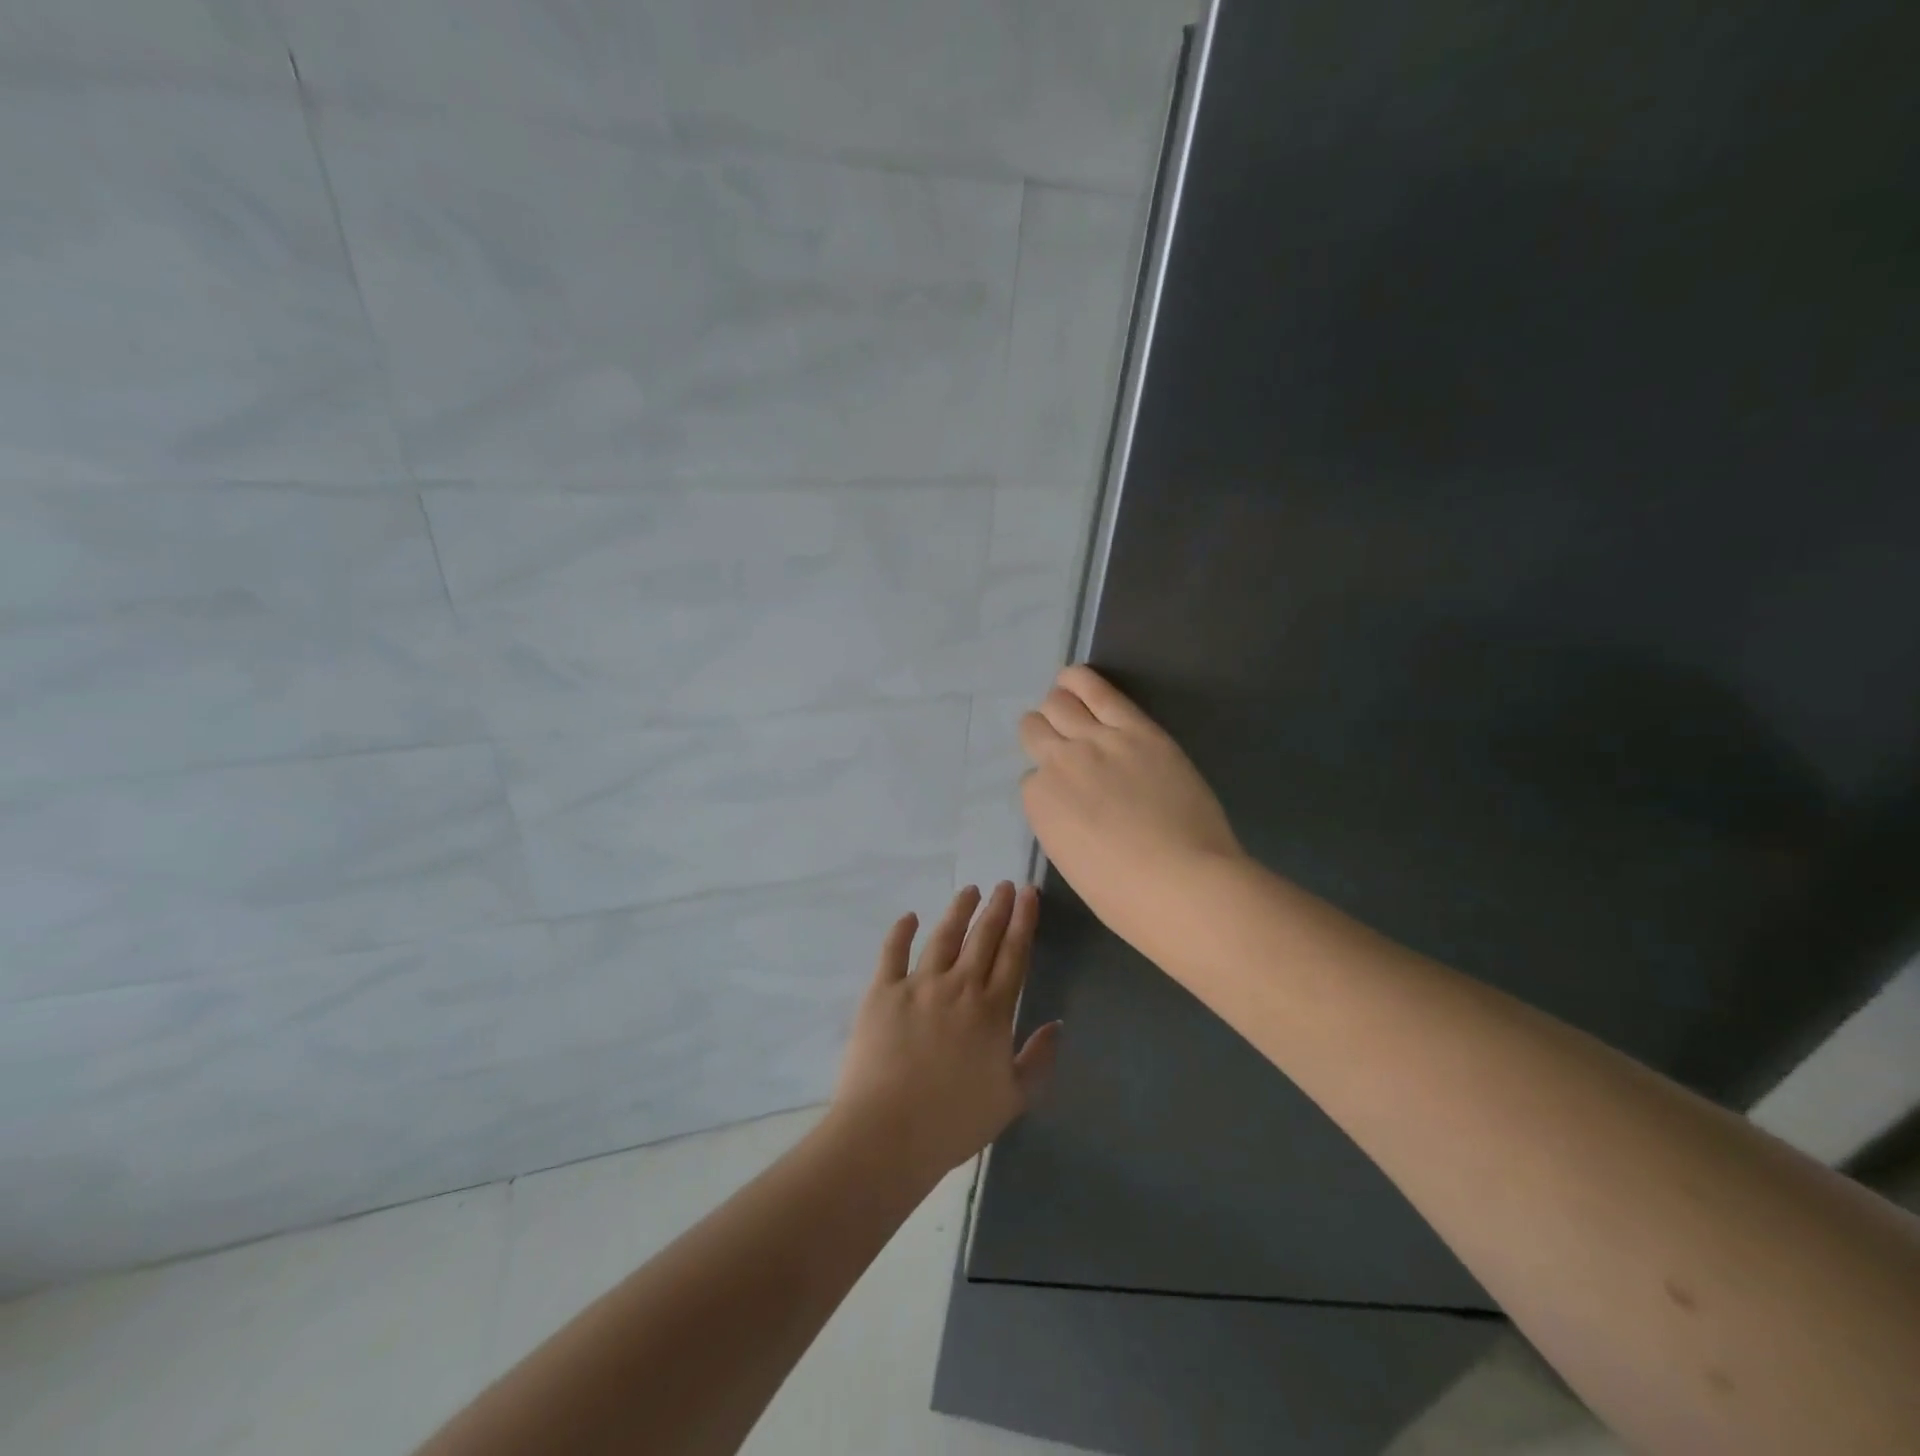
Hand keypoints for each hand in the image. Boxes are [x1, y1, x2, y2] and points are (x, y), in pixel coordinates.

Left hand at [830, 883, 1059, 1180]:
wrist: (888, 1133)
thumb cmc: (954, 1122)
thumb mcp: (1012, 1099)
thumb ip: (1038, 1059)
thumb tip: (1058, 1024)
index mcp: (992, 1011)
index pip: (1013, 955)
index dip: (1023, 922)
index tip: (1028, 893)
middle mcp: (959, 987)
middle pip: (982, 938)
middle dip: (996, 908)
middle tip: (1004, 885)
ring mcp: (918, 985)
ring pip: (943, 937)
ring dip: (958, 910)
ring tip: (969, 890)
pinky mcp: (882, 992)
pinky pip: (893, 953)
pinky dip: (901, 932)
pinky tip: (909, 916)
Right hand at [1019, 665, 1243, 951]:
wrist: (1183, 884)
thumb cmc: (1126, 896)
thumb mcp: (1073, 864)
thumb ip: (1062, 824)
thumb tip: (1074, 807)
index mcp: (1039, 804)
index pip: (1032, 779)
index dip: (1049, 784)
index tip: (1068, 795)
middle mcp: (1058, 763)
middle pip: (1035, 729)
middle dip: (1043, 734)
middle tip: (1062, 743)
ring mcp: (1097, 741)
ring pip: (1059, 703)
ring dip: (1057, 702)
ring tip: (1065, 698)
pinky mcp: (1136, 729)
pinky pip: (1098, 691)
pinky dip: (1080, 681)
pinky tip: (1075, 678)